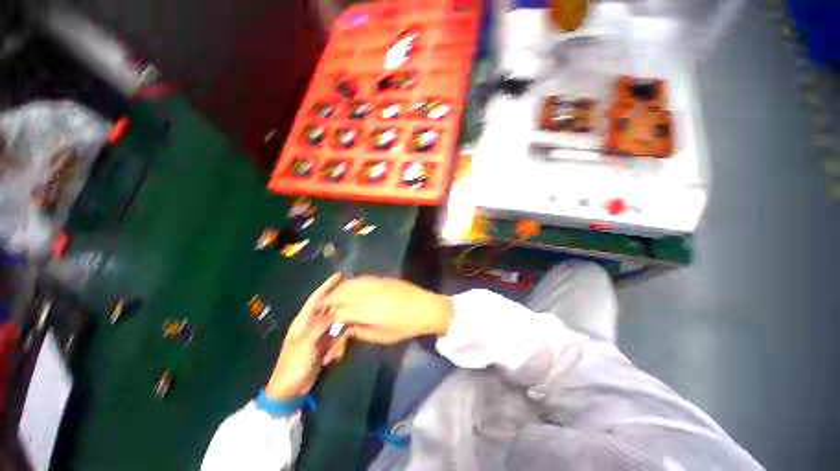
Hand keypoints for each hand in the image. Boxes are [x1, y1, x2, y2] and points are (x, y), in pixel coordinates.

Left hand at [264, 274, 341, 399]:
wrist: (290, 390)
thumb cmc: (294, 365)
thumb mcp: (306, 344)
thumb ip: (320, 325)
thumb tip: (335, 311)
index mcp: (303, 321)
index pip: (316, 298)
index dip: (326, 286)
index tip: (339, 275)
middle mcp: (310, 324)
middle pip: (327, 308)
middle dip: (339, 302)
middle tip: (354, 296)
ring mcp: (317, 335)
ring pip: (333, 322)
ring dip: (341, 326)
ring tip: (349, 327)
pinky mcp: (322, 345)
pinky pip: (335, 336)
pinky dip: (339, 341)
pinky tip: (340, 350)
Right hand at [319, 277, 452, 356]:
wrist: (426, 308)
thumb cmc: (405, 326)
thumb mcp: (382, 336)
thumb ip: (360, 331)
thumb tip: (345, 327)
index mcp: (368, 311)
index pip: (340, 311)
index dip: (328, 316)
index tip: (320, 320)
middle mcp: (369, 293)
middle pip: (342, 292)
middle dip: (328, 299)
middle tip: (320, 306)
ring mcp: (376, 283)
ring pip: (351, 282)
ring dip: (338, 288)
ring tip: (332, 295)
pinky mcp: (383, 278)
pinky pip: (362, 278)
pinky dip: (351, 282)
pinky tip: (349, 287)